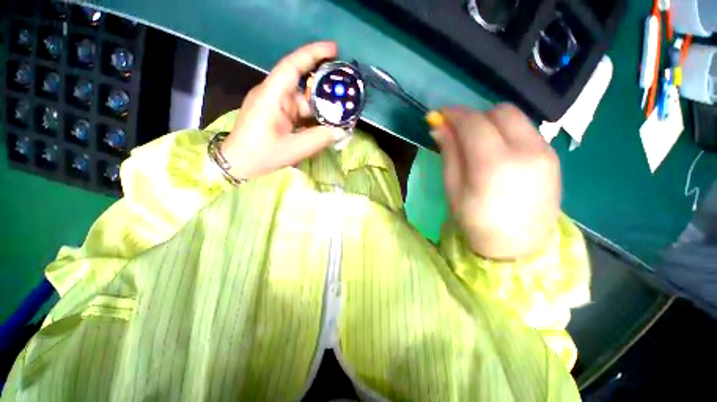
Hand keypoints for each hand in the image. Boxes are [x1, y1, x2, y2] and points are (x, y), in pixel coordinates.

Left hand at [220, 42, 345, 179]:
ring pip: (303, 100)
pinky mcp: (277, 114)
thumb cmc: (261, 155)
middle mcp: (273, 94)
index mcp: (271, 96)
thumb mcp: (293, 149)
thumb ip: (319, 138)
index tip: (335, 49)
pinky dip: (312, 116)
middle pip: (302, 84)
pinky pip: (299, 111)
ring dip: (320, 107)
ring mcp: (275, 104)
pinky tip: (325, 123)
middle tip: (346, 92)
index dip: (313, 54)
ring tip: (340, 113)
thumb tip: (342, 130)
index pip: (292, 66)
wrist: (238, 163)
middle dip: (325, 88)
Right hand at [429, 104, 560, 259]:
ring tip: (480, 143)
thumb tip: (439, 128)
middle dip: (475, 116)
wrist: (518, 247)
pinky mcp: (553, 156)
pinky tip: (499, 152)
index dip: (454, 114)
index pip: (473, 123)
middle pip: (499, 111)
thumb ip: (449, 154)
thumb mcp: (453, 190)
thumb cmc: (476, 222)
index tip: (441, 114)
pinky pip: (527, 130)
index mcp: (493, 165)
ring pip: (516, 117)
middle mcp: (525, 151)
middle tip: (460, 132)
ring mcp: (545, 152)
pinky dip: (507, 132)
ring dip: (492, 123)